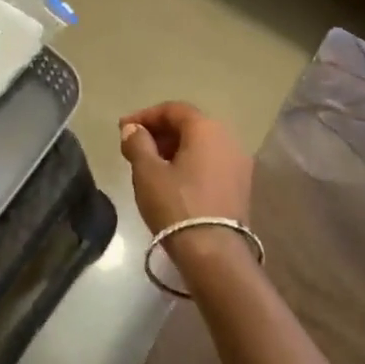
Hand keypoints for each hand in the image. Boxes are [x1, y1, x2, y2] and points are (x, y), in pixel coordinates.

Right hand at [119, 103, 252, 238]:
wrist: (214, 254)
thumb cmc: (177, 205)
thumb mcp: (147, 172)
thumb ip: (137, 143)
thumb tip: (133, 129)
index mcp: (207, 129)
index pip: (174, 109)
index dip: (145, 115)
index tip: (123, 129)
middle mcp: (229, 139)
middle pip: (190, 125)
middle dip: (159, 132)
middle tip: (134, 146)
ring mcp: (239, 164)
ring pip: (201, 145)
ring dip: (174, 148)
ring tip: (149, 164)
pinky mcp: (241, 186)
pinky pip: (211, 162)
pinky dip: (190, 163)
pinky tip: (172, 180)